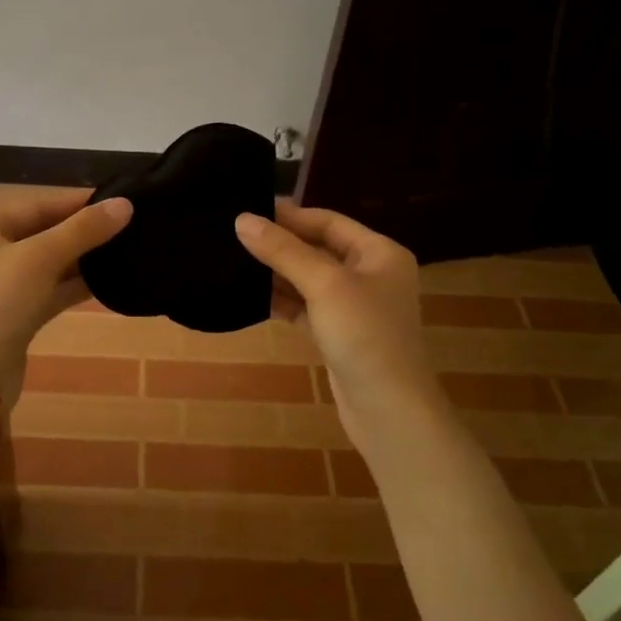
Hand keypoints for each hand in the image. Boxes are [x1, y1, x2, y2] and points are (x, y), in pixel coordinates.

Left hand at [0, 191, 132, 407]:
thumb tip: (125, 204)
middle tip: (126, 226)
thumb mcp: (41, 258)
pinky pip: (48, 290)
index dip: (77, 203)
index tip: (118, 200)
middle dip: (82, 231)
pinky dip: (73, 285)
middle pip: (42, 233)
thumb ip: (83, 230)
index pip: (36, 206)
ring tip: (124, 250)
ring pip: (47, 263)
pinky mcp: (13, 315)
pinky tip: (107, 282)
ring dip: (81, 259)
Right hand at [234, 202, 442, 448]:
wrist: (388, 410)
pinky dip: (281, 301)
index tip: (247, 210)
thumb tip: (242, 219)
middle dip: (279, 244)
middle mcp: (370, 274)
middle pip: (317, 249)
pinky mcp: (338, 334)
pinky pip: (305, 307)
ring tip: (233, 262)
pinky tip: (250, 297)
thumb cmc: (364, 335)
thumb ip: (283, 250)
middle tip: (233, 236)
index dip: (289, 215)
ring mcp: (354, 307)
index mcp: (379, 253)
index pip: (328, 221)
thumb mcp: (324, 284)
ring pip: (308, 280)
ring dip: (276, 273)